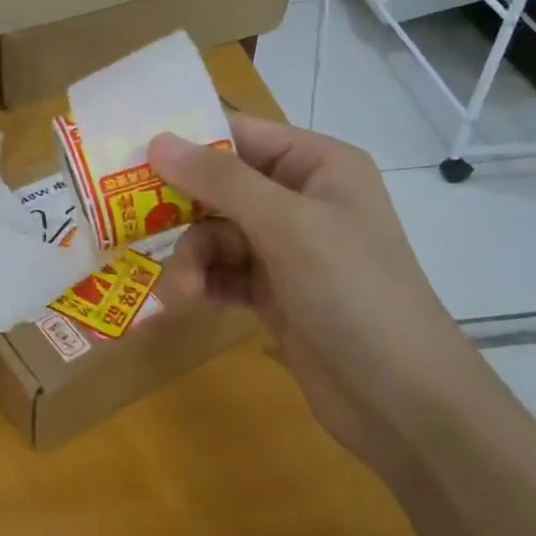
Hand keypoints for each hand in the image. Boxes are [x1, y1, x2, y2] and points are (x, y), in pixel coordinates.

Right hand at [149, 118, 484, 472]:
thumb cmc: (352, 292)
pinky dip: (206, 282)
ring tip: (184, 288)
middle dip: (183, 209)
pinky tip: (195, 301)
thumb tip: (158, 139)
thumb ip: (220, 180)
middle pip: (220, 186)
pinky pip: (223, 271)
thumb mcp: (287, 226)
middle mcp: (301, 199)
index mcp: (317, 165)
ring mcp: (288, 248)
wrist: (402, 401)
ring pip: (215, 233)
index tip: (132, 155)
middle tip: (136, 222)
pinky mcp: (274, 292)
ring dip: (193, 256)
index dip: (187, 141)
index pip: (240, 134)